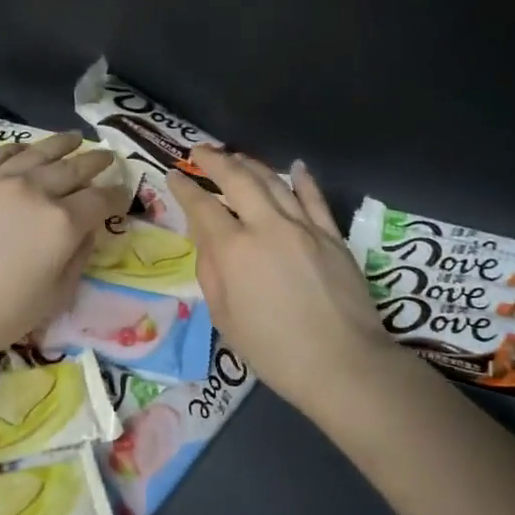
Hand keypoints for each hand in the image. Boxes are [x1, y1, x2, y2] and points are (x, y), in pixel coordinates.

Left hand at [0, 134, 129, 369]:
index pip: (100, 199)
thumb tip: (86, 231)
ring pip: (37, 152)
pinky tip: (25, 148)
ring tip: (74, 139)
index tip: (122, 194)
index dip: (116, 195)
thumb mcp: (55, 297)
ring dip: (61, 145)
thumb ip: (77, 257)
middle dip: (95, 162)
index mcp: (62, 223)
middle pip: (73, 168)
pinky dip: (18, 149)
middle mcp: (33, 190)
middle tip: (107, 157)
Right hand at [167, 148, 390, 419]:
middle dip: (215, 160)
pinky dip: (302, 180)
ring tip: (236, 156)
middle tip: (200, 151)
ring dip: (252, 164)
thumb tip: (207, 238)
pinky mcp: (333, 236)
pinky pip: (314, 199)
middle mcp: (267, 227)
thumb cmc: (273, 350)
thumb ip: (211, 271)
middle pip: (238, 179)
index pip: (202, 206)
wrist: (342, 363)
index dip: (184, 188)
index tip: (173, 175)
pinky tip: (295, 167)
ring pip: (275, 182)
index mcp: (234, 250)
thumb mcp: (225, 317)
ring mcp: (304, 227)